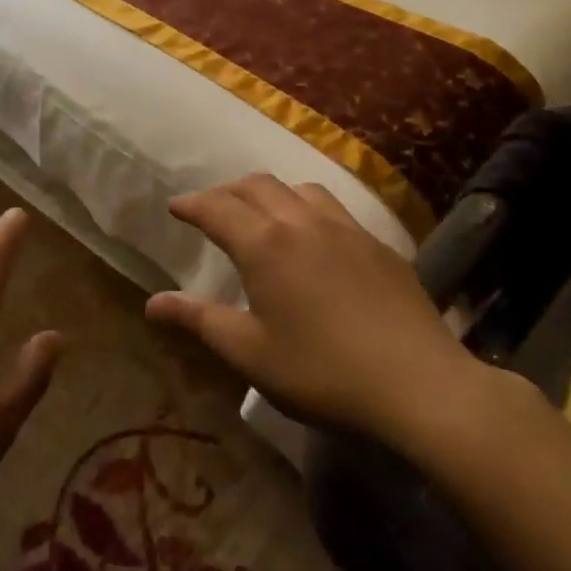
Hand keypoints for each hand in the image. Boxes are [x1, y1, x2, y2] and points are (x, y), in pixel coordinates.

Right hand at [146, 175, 477, 440]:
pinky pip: (333, 206)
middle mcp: (301, 222)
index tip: (175, 207)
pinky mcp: (376, 243)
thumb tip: (152, 303)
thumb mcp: (250, 353)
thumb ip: (200, 320)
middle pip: (256, 186)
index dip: (191, 204)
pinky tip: (314, 235)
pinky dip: (306, 206)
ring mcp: (344, 228)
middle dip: (227, 191)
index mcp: (264, 244)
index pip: (216, 208)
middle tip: (211, 208)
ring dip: (270, 193)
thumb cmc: (321, 372)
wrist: (418, 384)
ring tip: (261, 213)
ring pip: (298, 188)